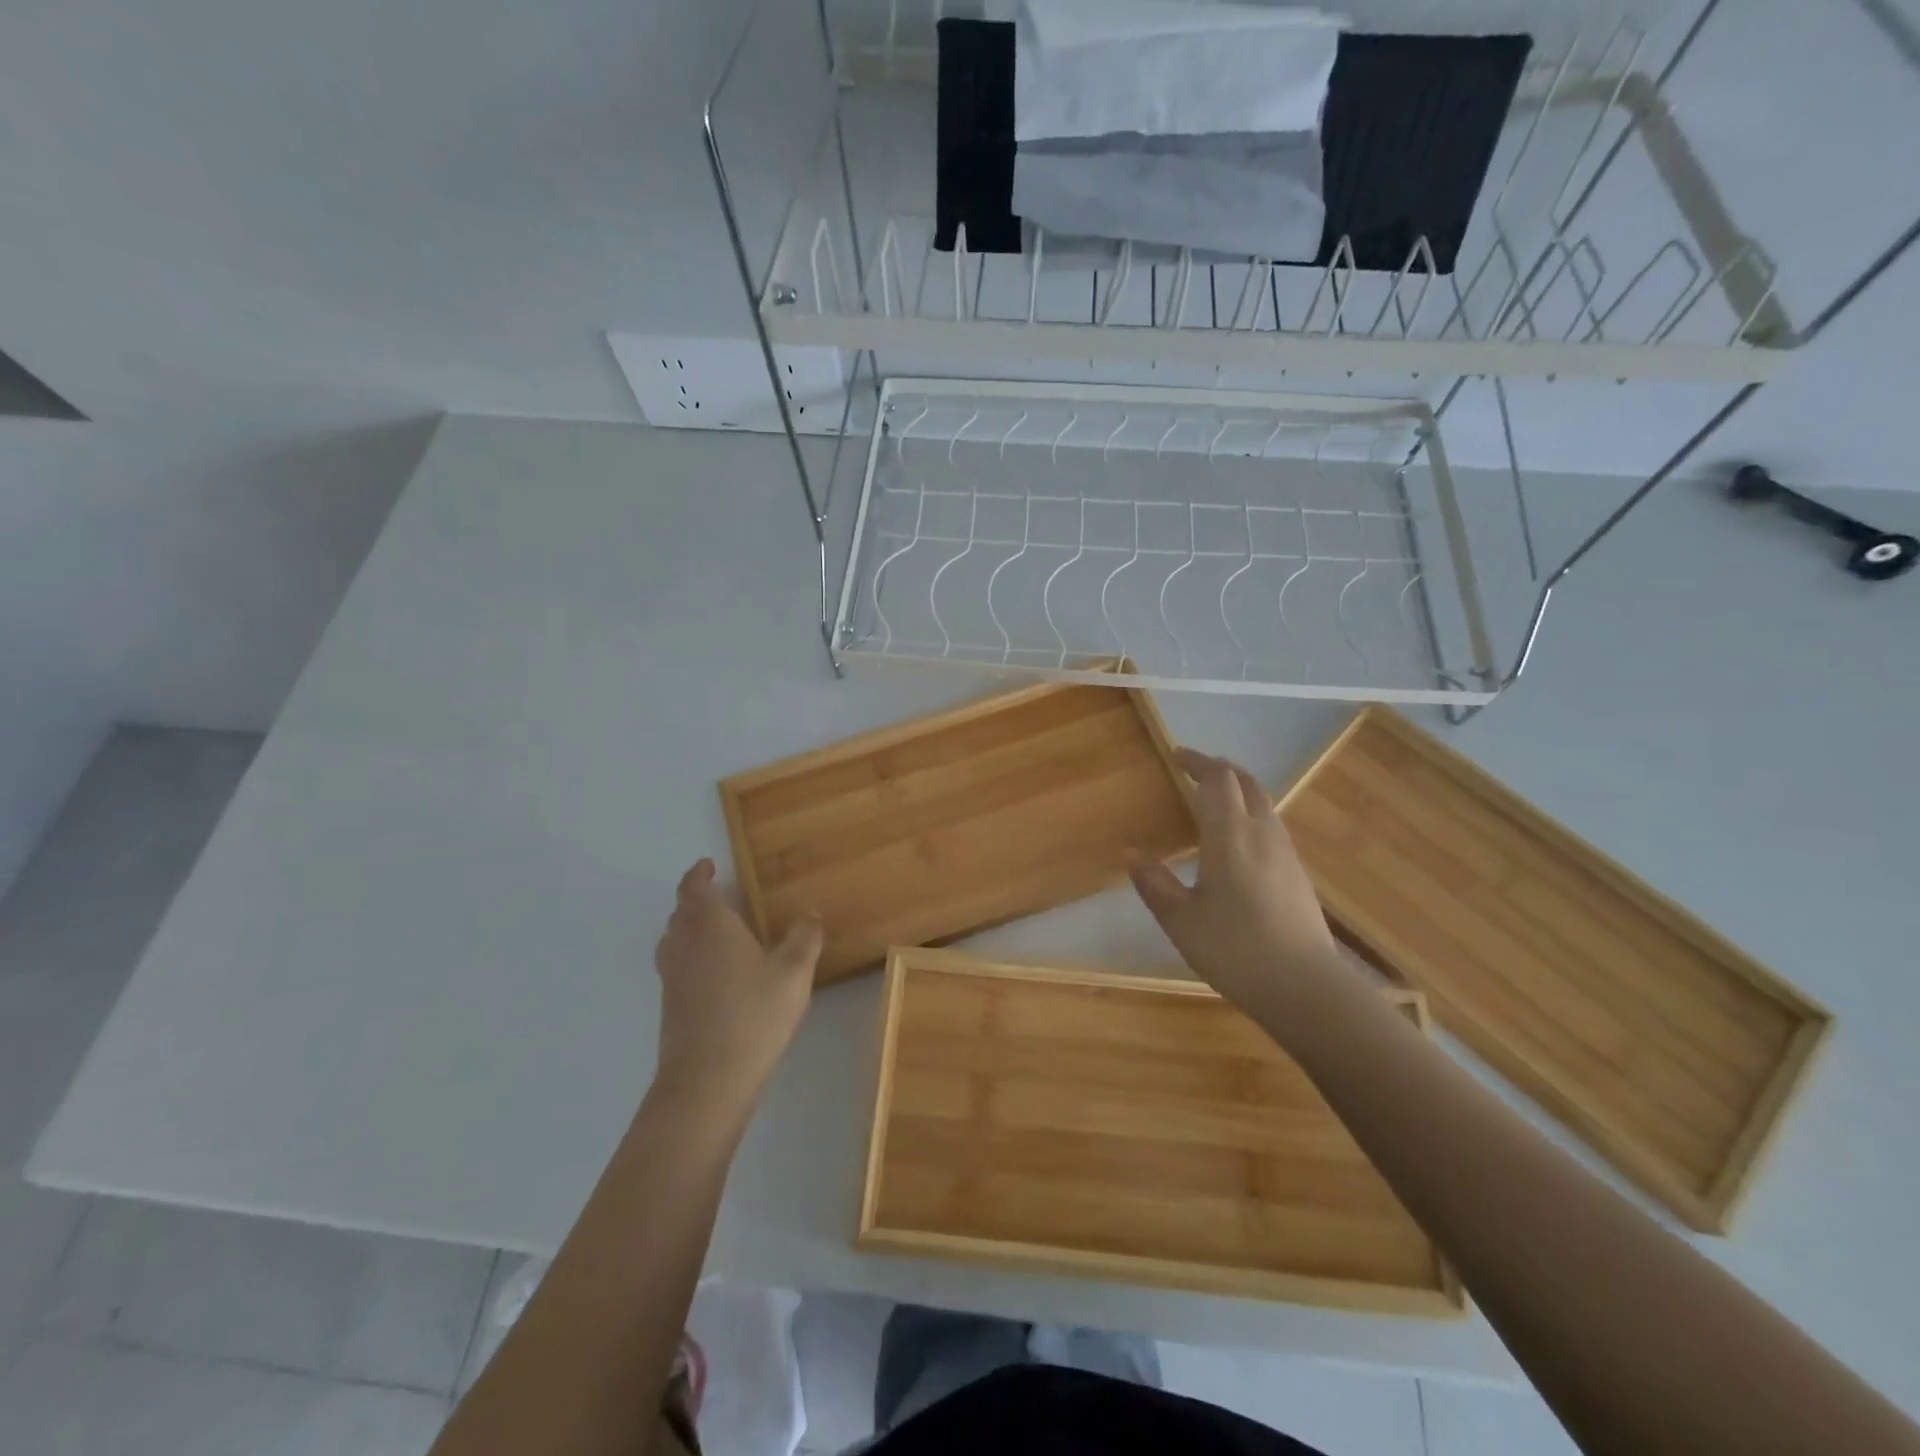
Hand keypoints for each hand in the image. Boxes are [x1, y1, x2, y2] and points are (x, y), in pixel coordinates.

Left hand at [651, 859, 821, 1122]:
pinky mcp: (670, 1005)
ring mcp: (672, 977)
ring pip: (673, 938)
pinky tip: (713, 972)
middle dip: (695, 898)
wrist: (706, 1081)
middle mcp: (684, 945)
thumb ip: (804, 937)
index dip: (699, 874)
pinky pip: (675, 963)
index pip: (694, 888)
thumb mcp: (794, 973)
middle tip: (717, 894)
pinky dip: (689, 953)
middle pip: (680, 911)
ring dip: (688, 925)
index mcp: (710, 926)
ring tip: (715, 929)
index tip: (708, 865)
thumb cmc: (753, 1015)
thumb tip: (809, 913)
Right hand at [1130, 749, 1343, 1013]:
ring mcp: (1286, 853)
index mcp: (1230, 835)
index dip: (1197, 761)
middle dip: (1220, 770)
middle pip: (1246, 783)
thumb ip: (1155, 884)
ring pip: (1264, 804)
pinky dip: (1250, 815)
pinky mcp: (1298, 875)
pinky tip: (1238, 843)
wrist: (1306, 988)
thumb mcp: (1181, 921)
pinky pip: (1271, 827)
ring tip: (1214, 802)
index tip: (1176, 756)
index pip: (1217, 779)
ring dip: (1239, 791)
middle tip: (1195, 771)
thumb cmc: (1235, 950)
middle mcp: (1262, 833)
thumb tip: (1132, 854)